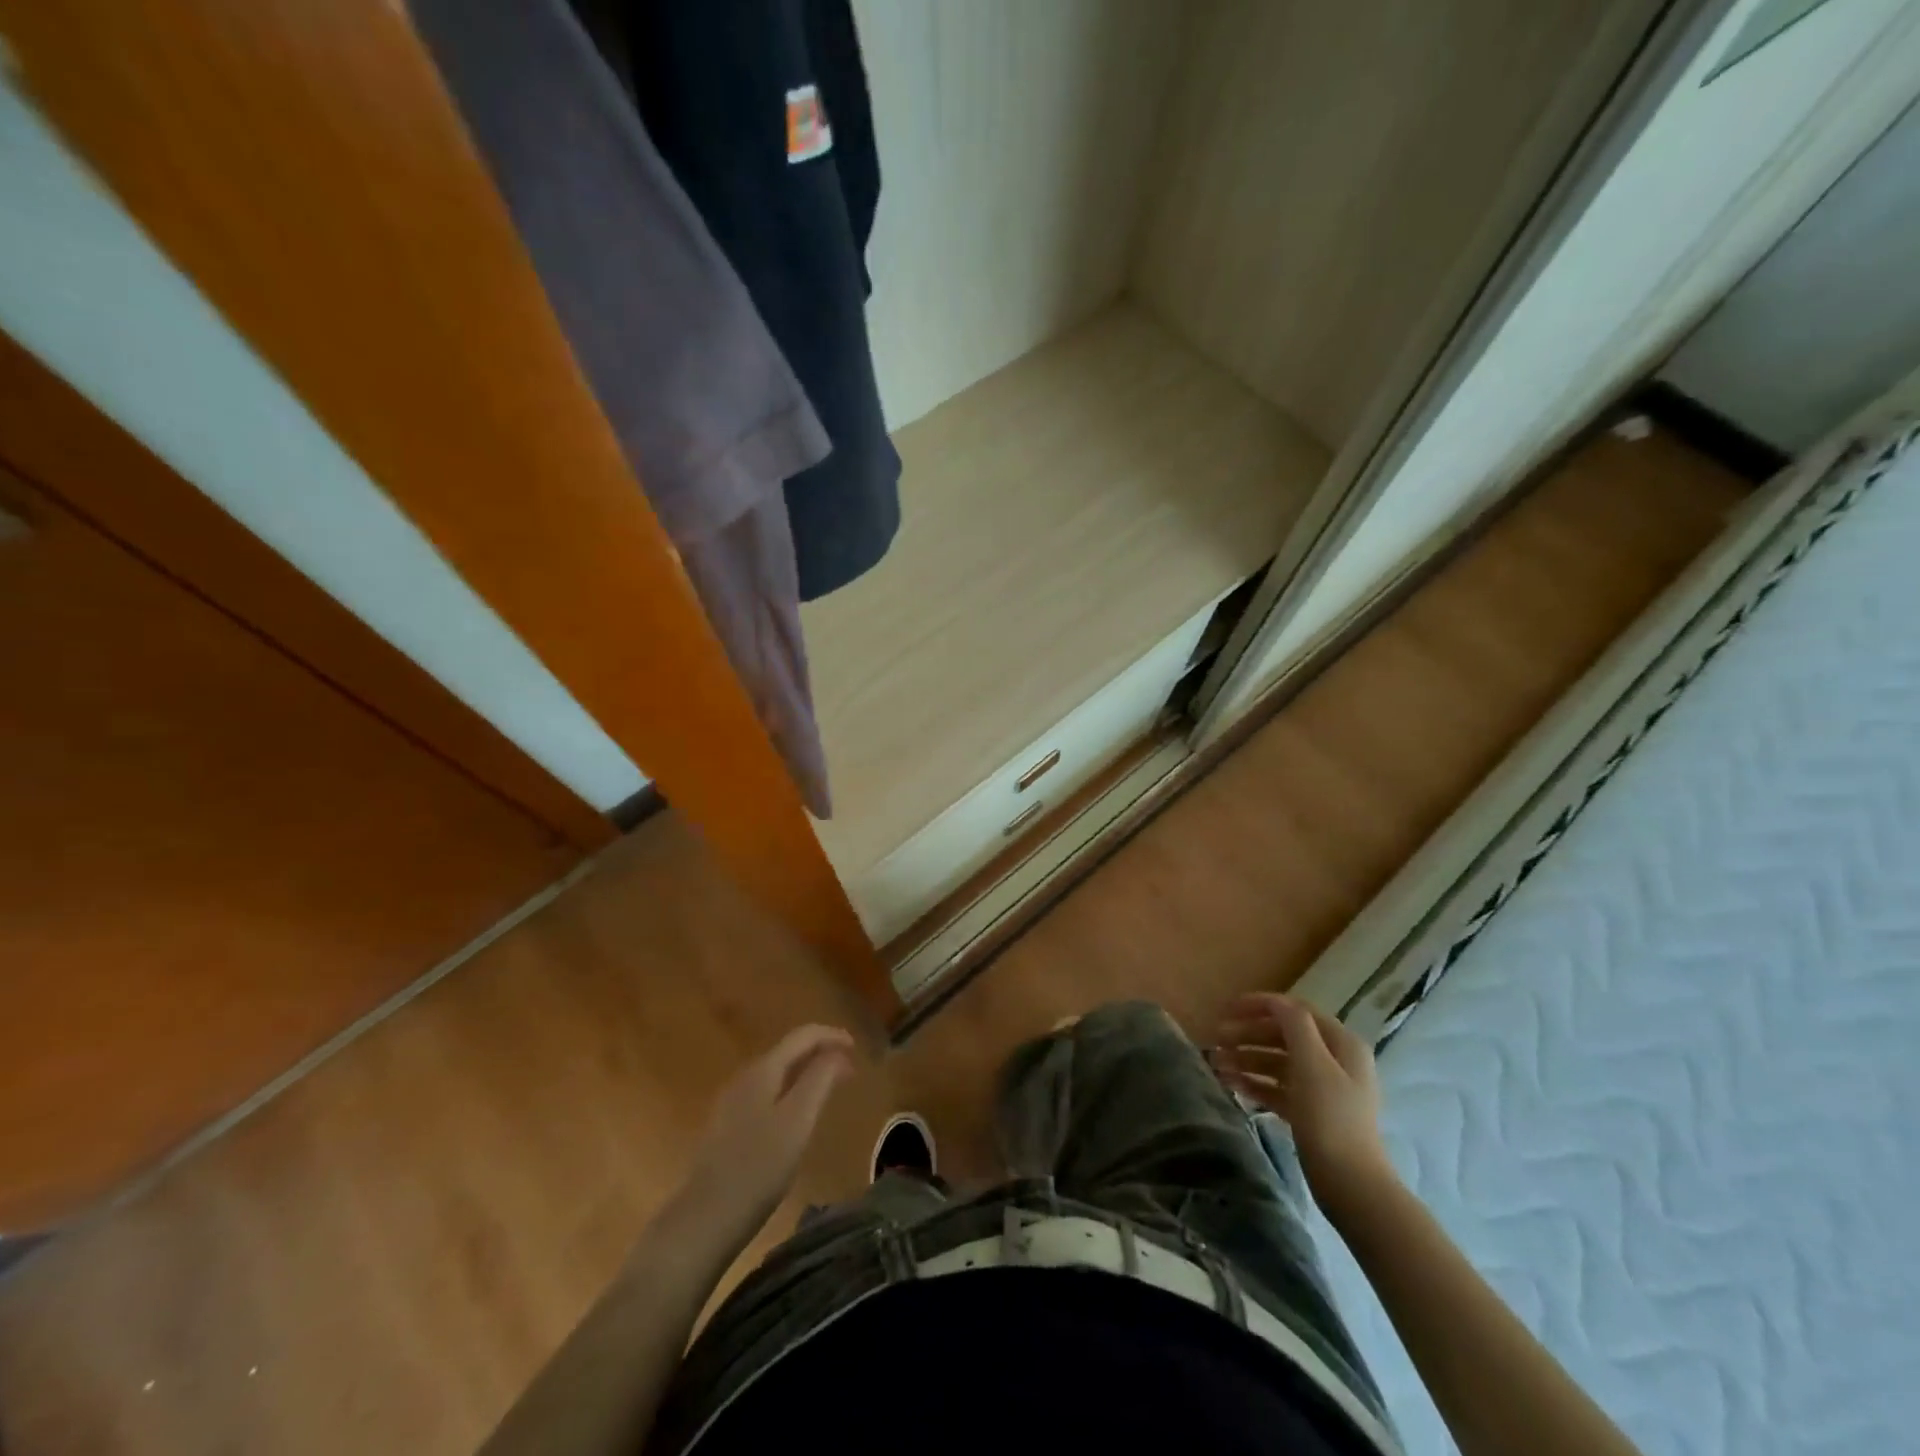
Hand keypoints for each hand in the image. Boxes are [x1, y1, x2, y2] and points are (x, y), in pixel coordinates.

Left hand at [681, 1025, 855, 1236]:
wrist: (705, 1219)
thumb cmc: (758, 1167)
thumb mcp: (798, 1120)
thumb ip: (819, 1079)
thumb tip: (837, 1052)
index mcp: (762, 1070)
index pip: (802, 1036)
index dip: (831, 1035)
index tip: (856, 1047)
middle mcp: (745, 1077)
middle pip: (788, 1051)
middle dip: (820, 1053)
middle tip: (849, 1070)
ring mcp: (732, 1102)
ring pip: (777, 1073)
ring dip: (806, 1073)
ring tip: (829, 1090)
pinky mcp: (728, 1127)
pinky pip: (767, 1094)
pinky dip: (791, 1092)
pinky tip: (797, 1116)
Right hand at [1216, 993, 1396, 1211]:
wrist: (1351, 1185)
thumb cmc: (1330, 1118)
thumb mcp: (1312, 1063)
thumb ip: (1294, 1025)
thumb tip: (1276, 1003)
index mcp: (1341, 1043)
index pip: (1295, 1010)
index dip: (1260, 1005)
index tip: (1227, 1009)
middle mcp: (1334, 1060)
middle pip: (1284, 1035)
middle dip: (1248, 1034)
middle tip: (1216, 1040)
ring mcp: (1323, 1088)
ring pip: (1277, 1062)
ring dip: (1246, 1059)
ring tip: (1216, 1065)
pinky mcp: (1310, 1113)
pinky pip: (1277, 1087)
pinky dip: (1255, 1083)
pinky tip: (1231, 1085)